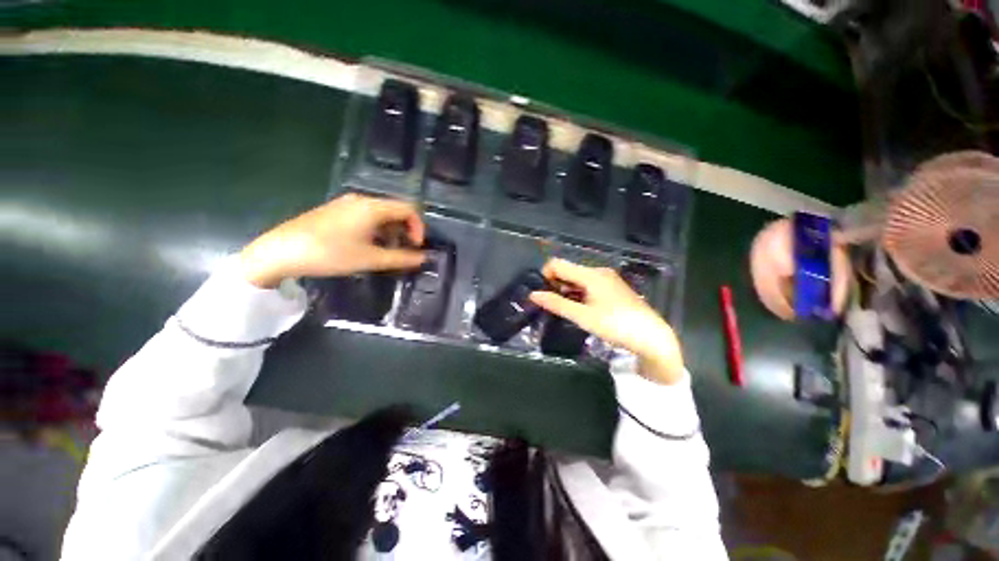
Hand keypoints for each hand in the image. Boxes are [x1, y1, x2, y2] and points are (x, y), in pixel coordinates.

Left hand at [239, 193, 425, 287]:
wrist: (280, 252)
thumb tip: (424, 258)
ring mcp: (346, 204)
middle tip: (404, 251)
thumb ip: (402, 258)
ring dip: (391, 232)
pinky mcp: (336, 211)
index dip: (419, 227)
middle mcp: (361, 200)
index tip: (416, 247)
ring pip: (381, 214)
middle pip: (395, 210)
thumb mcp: (370, 259)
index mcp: (372, 207)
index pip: (409, 209)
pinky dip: (376, 230)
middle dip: (406, 231)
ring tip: (387, 252)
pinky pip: (366, 216)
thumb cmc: (330, 254)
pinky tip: (368, 246)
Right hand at [529, 259, 683, 384]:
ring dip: (567, 290)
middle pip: (567, 270)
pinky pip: (588, 285)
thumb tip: (533, 294)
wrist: (651, 337)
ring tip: (567, 310)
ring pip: (577, 279)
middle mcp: (598, 272)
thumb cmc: (615, 325)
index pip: (557, 264)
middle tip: (554, 306)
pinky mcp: (613, 288)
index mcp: (590, 274)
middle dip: (555, 284)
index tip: (544, 295)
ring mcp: (607, 279)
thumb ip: (557, 304)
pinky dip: (578, 293)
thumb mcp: (582, 316)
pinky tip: (581, 309)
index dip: (545, 276)